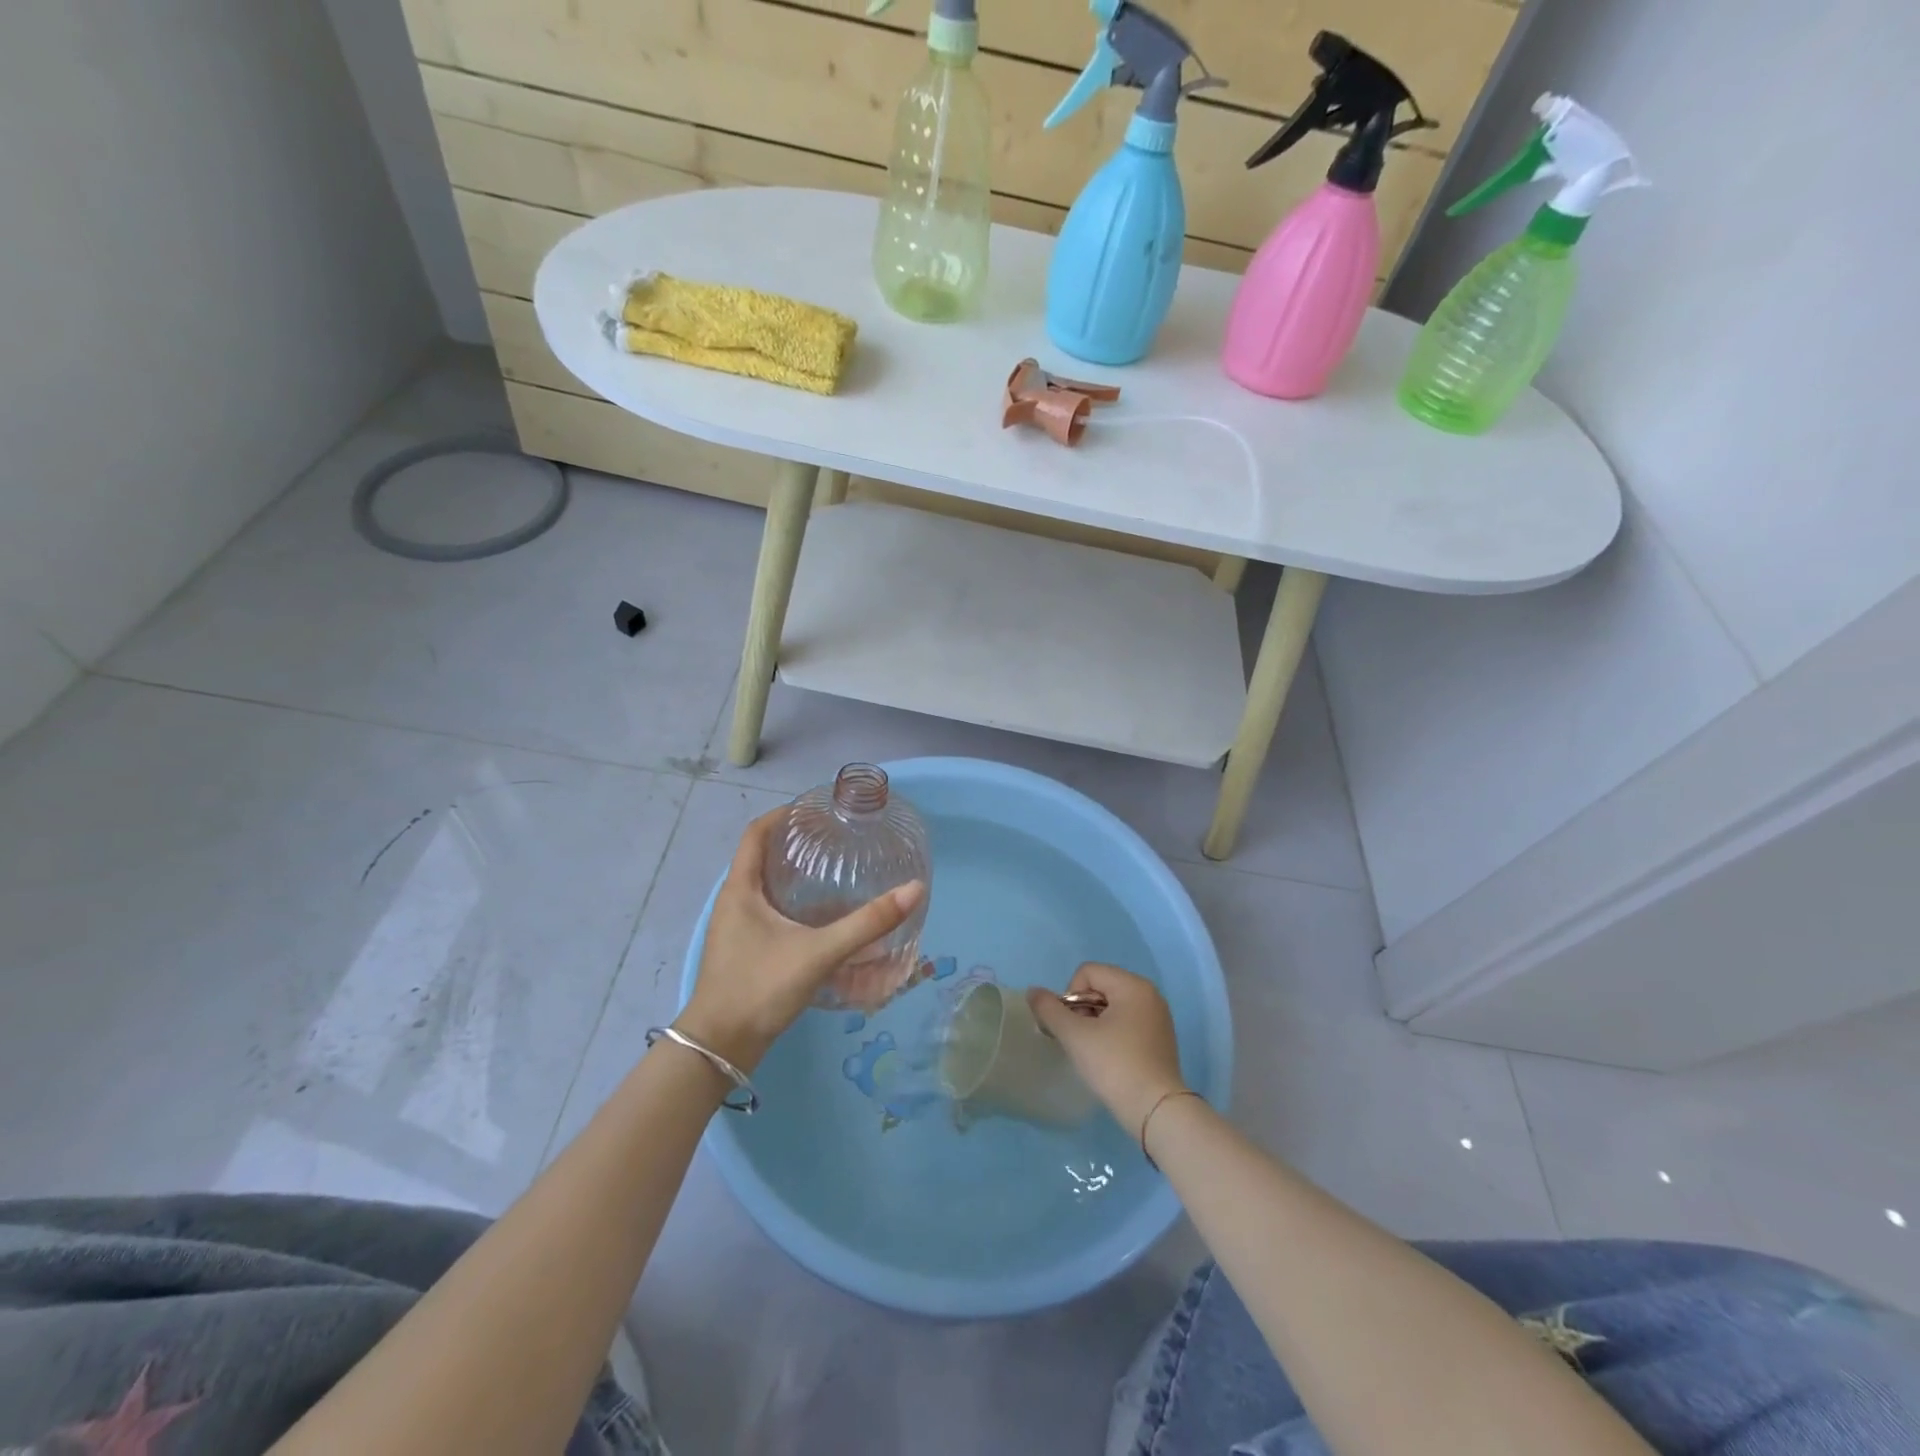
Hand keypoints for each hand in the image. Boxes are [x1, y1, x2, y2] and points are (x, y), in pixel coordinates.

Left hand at [678, 809, 924, 1071]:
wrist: (720, 1048)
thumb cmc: (760, 988)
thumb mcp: (818, 953)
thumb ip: (867, 924)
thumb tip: (914, 890)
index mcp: (740, 889)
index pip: (756, 832)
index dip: (783, 814)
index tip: (816, 808)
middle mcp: (734, 902)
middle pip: (762, 856)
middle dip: (796, 842)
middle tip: (835, 837)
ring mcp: (737, 928)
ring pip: (767, 886)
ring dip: (795, 873)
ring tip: (834, 869)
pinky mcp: (745, 950)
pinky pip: (770, 911)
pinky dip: (794, 903)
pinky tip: (822, 916)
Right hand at [1028, 963, 1185, 1135]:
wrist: (1156, 1111)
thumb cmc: (1115, 1065)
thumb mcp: (1075, 1036)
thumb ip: (1049, 1010)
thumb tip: (1033, 991)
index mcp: (1132, 985)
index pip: (1087, 973)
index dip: (1070, 996)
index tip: (1073, 1027)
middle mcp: (1149, 994)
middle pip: (1101, 987)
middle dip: (1082, 1009)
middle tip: (1079, 1040)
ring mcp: (1158, 1016)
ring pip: (1113, 1006)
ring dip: (1095, 1022)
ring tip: (1093, 1051)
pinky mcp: (1161, 1038)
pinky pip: (1127, 1021)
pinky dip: (1112, 1032)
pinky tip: (1109, 1058)